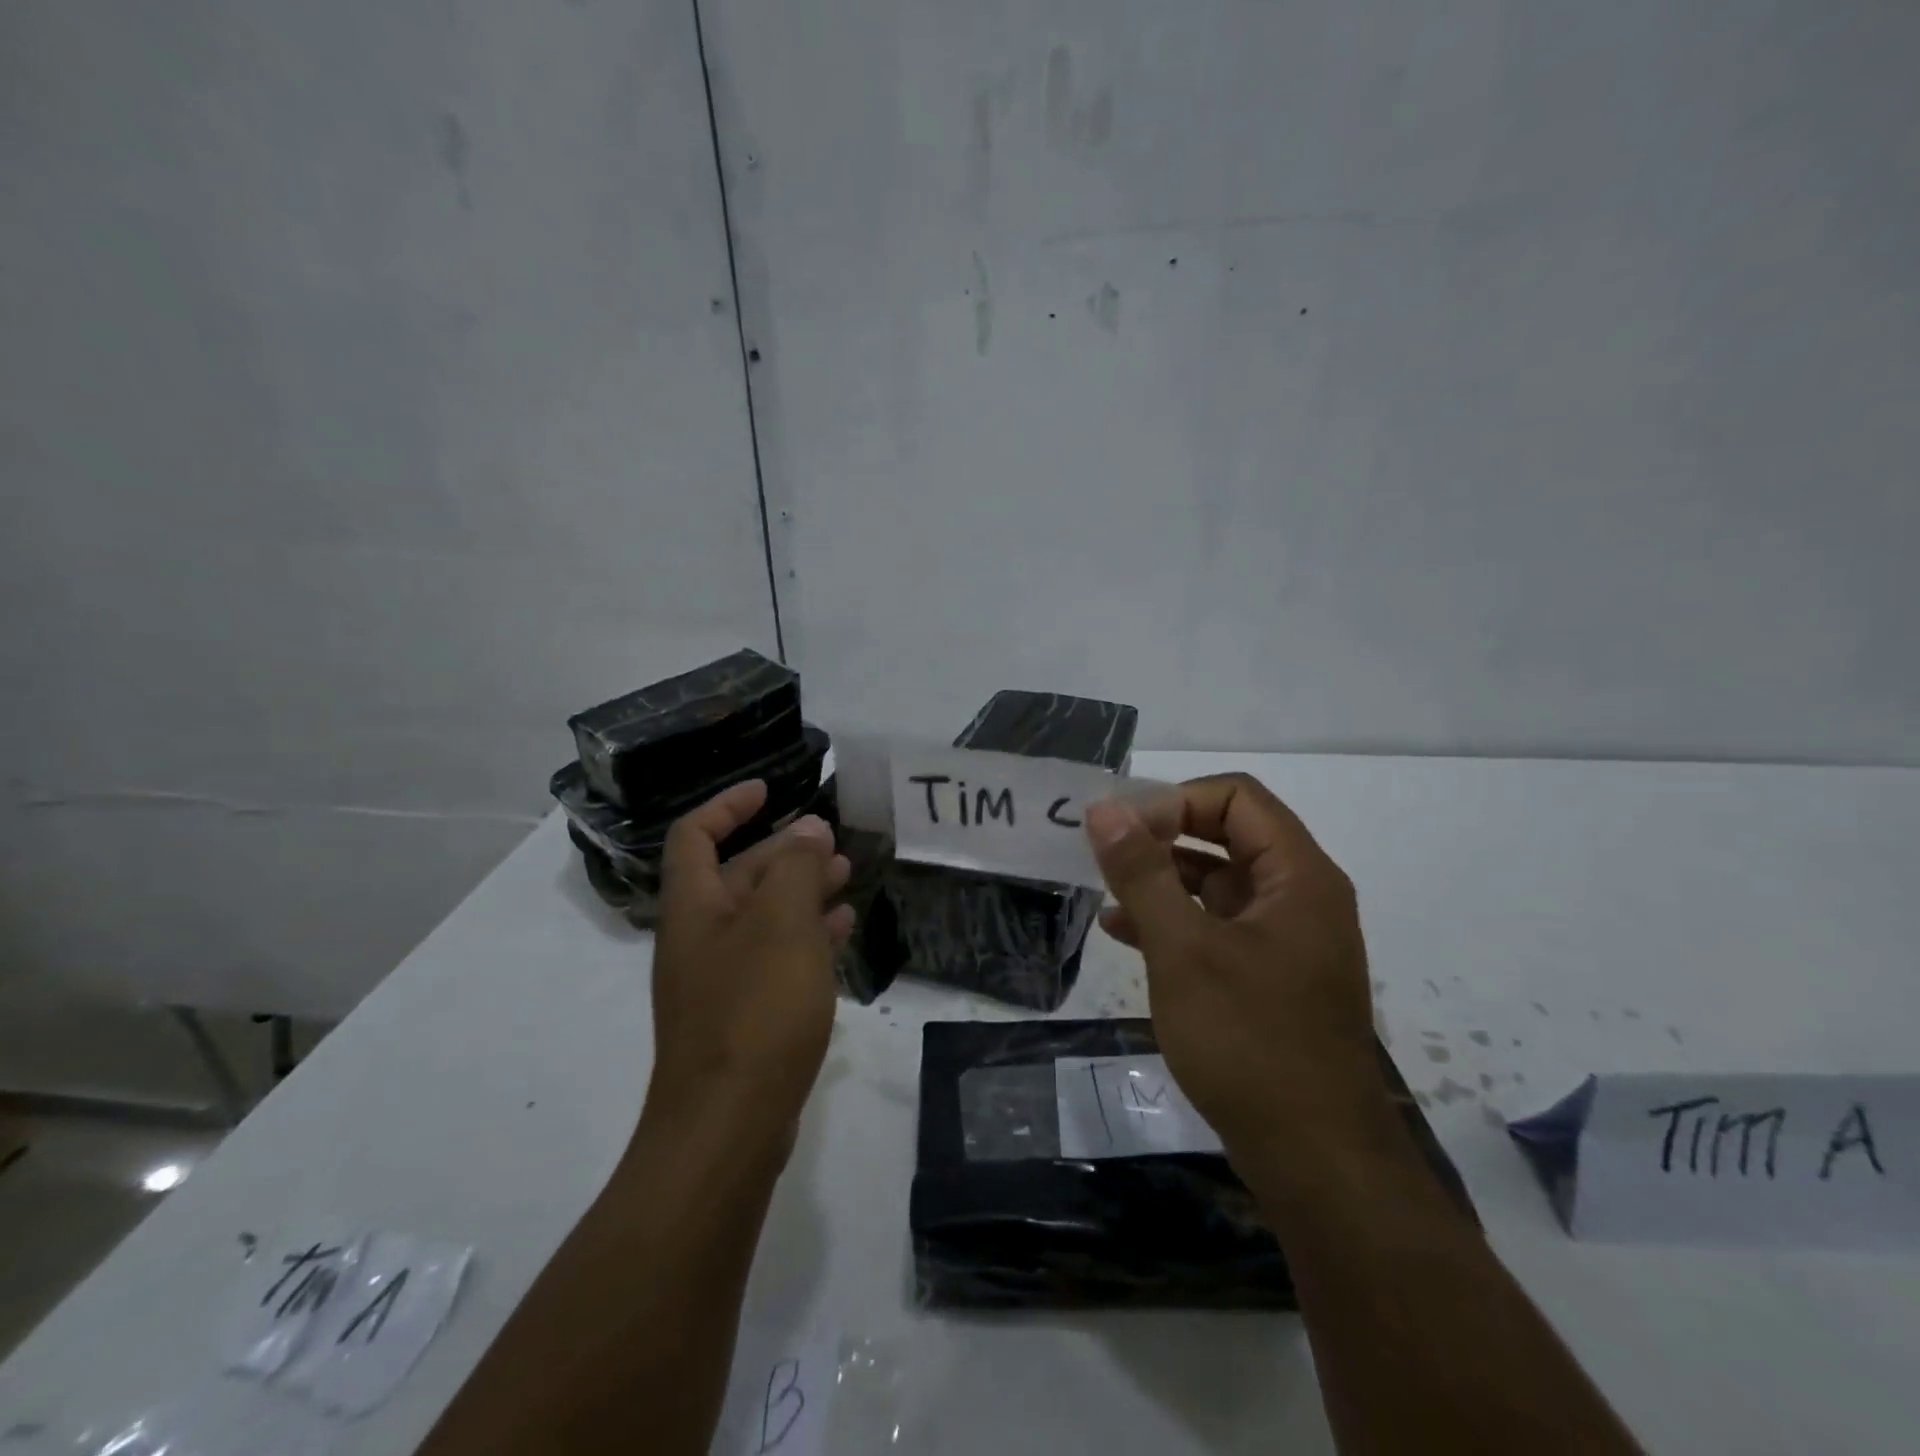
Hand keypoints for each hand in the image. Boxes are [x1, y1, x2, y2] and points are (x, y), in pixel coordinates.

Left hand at [645, 780, 854, 1146]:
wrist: (727, 1128)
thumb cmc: (754, 1010)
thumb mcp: (782, 924)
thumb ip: (794, 868)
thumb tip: (806, 829)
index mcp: (695, 909)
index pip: (696, 836)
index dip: (728, 805)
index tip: (771, 789)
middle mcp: (700, 939)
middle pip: (738, 876)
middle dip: (783, 851)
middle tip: (832, 843)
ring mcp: (720, 982)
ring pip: (763, 918)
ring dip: (801, 892)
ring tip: (846, 878)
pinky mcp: (744, 1018)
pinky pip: (776, 958)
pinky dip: (807, 937)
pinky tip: (843, 932)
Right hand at [1085, 774, 1379, 1152]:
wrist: (1315, 1161)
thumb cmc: (1250, 1042)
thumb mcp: (1184, 950)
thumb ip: (1142, 873)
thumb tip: (1104, 809)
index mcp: (1298, 875)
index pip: (1236, 797)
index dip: (1175, 801)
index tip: (1122, 831)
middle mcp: (1299, 895)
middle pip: (1228, 833)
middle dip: (1163, 835)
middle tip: (1106, 852)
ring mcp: (1286, 938)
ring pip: (1219, 881)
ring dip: (1163, 877)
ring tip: (1105, 887)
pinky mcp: (1269, 975)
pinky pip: (1217, 924)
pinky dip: (1174, 919)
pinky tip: (1123, 931)